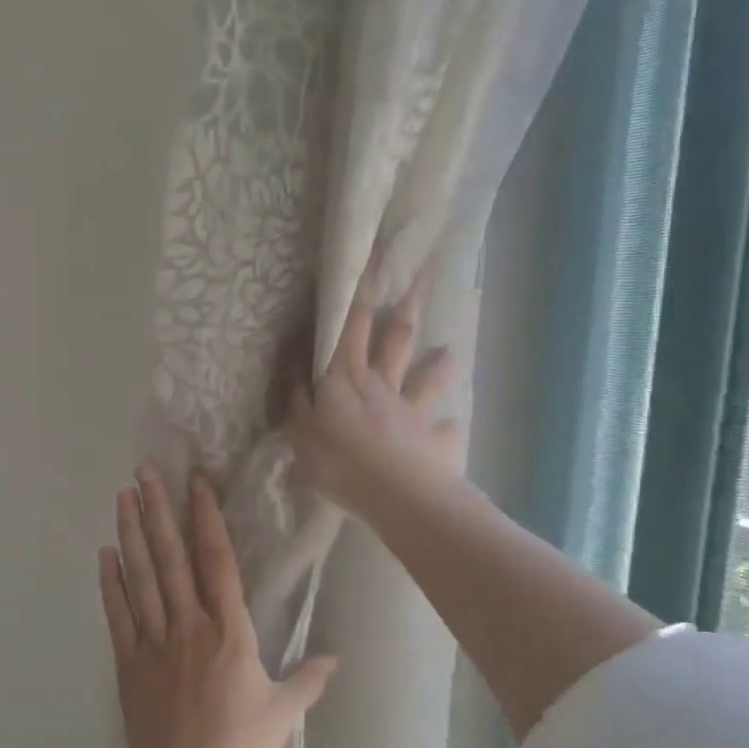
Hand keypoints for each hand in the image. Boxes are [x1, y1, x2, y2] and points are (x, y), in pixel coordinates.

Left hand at [100, 464, 337, 747]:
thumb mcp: (283, 713)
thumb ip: (308, 680)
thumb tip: (335, 658)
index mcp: (229, 630)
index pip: (217, 561)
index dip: (206, 517)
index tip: (196, 481)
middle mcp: (188, 623)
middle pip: (171, 556)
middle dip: (158, 509)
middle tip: (145, 469)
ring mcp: (153, 639)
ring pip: (142, 575)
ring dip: (132, 532)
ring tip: (123, 495)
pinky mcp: (127, 660)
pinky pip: (118, 613)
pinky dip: (110, 582)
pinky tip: (105, 553)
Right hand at [287, 253, 460, 518]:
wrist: (394, 494)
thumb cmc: (337, 460)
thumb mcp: (300, 429)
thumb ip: (297, 395)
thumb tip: (295, 360)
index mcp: (346, 377)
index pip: (352, 323)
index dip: (362, 288)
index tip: (375, 253)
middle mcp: (383, 385)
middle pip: (396, 338)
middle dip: (406, 304)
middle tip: (424, 272)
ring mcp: (411, 411)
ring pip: (426, 380)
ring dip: (439, 365)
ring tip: (452, 352)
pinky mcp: (432, 440)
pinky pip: (442, 431)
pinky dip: (447, 428)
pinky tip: (453, 426)